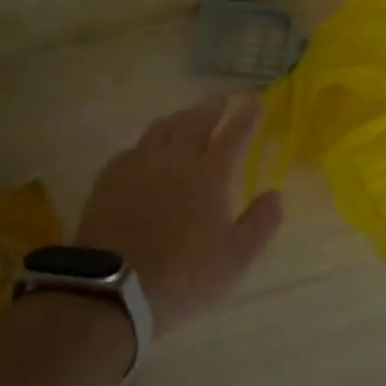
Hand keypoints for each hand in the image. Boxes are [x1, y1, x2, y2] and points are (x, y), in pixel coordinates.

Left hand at [75, 95, 283, 332]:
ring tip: (189, 114)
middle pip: (196, 121)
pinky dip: (149, 142)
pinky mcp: (110, 179)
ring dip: (181, 116)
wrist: (113, 288)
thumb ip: (261, 222)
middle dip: (214, 106)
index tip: (256, 102)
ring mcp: (139, 166)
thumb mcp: (236, 257)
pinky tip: (148, 150)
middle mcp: (176, 160)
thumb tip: (275, 194)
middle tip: (224, 97)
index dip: (247, 117)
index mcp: (210, 174)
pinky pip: (134, 148)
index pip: (234, 135)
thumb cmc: (184, 274)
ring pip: (162, 128)